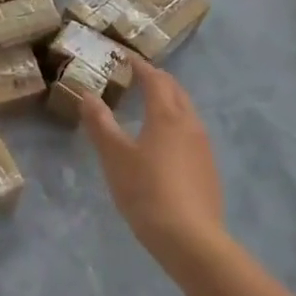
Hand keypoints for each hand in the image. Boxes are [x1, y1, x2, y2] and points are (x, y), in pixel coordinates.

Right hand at [79, 59, 224, 264]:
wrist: (190, 238)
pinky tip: (165, 142)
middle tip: (138, 76)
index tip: (125, 56)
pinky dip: (176, 123)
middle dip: (157, 79)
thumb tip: (87, 94)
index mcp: (167, 115)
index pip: (154, 79)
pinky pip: (191, 132)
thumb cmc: (146, 191)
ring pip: (186, 111)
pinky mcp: (208, 168)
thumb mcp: (114, 157)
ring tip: (150, 105)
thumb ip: (100, 123)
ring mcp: (203, 146)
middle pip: (175, 90)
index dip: (140, 65)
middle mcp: (190, 123)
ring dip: (169, 101)